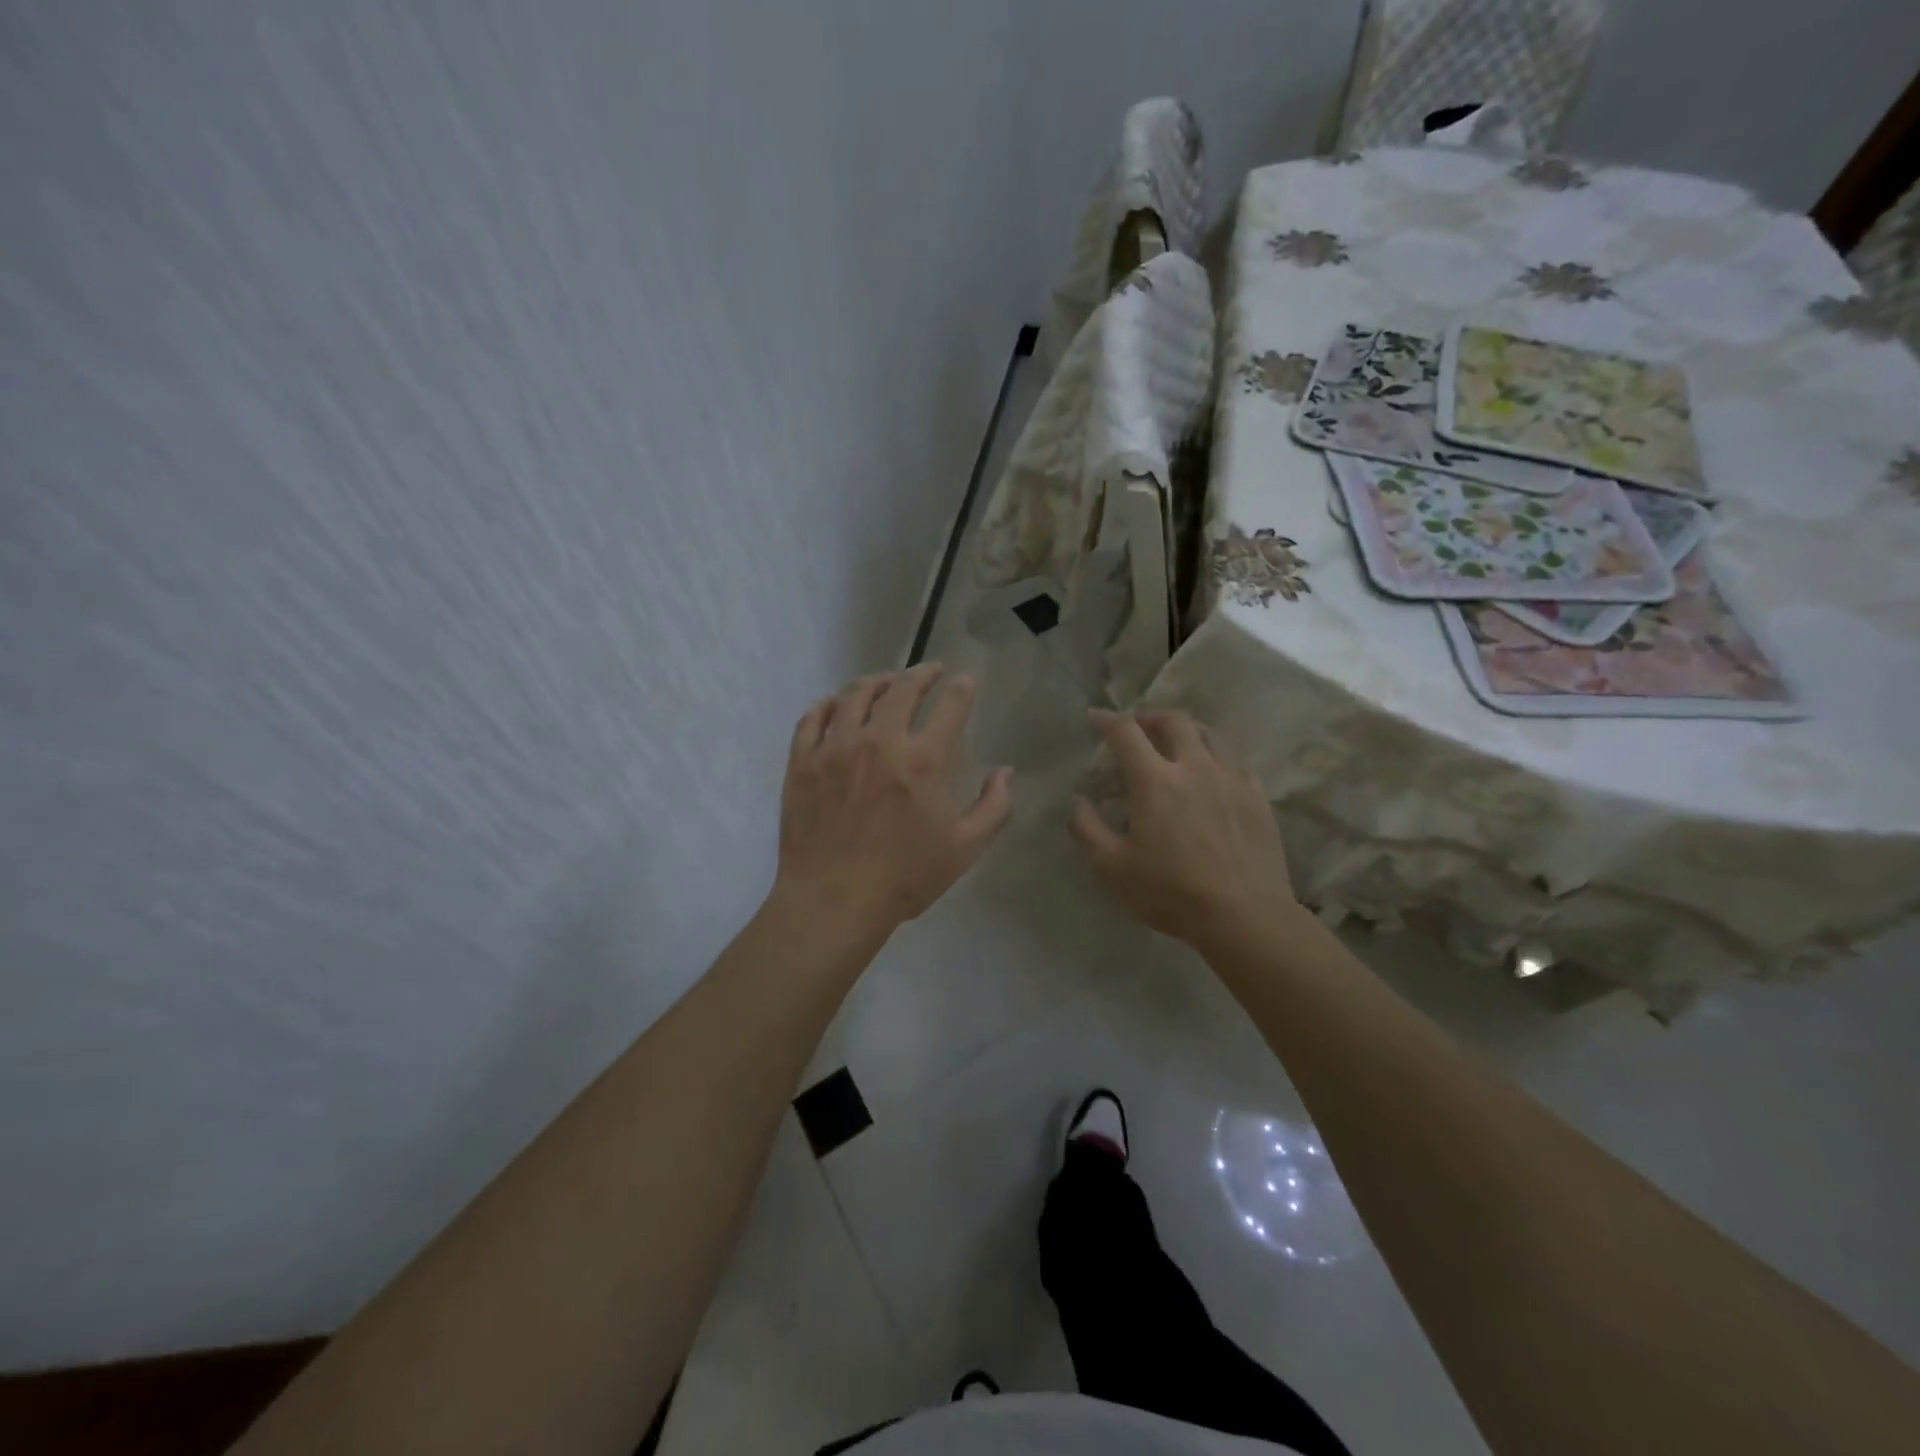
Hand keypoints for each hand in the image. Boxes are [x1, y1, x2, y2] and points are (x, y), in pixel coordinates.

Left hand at [775, 664, 1013, 935]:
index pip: (949, 706)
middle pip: (902, 688)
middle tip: (930, 670)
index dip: (961, 687)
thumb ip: (993, 807)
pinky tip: (836, 704)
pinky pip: (813, 718)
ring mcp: (836, 747)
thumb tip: (1006, 772)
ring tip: (885, 681)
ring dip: (876, 681)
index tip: (965, 679)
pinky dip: (828, 704)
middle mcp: (880, 741)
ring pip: (855, 694)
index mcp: (923, 760)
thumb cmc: (904, 878)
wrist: (833, 901)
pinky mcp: (802, 761)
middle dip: (921, 673)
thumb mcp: (964, 849)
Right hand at [1069, 709, 1299, 947]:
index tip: (1095, 717)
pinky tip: (1212, 778)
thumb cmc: (1171, 892)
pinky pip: (1235, 762)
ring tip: (1176, 746)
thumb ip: (1086, 829)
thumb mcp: (1111, 868)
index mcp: (1155, 781)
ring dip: (1186, 732)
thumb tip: (1078, 800)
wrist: (1245, 916)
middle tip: (1139, 730)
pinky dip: (1216, 759)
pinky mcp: (1258, 797)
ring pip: (1210, 735)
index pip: (1126, 732)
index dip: (1106, 719)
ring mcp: (1232, 779)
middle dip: (1150, 718)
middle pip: (1174, 721)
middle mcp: (1195, 767)